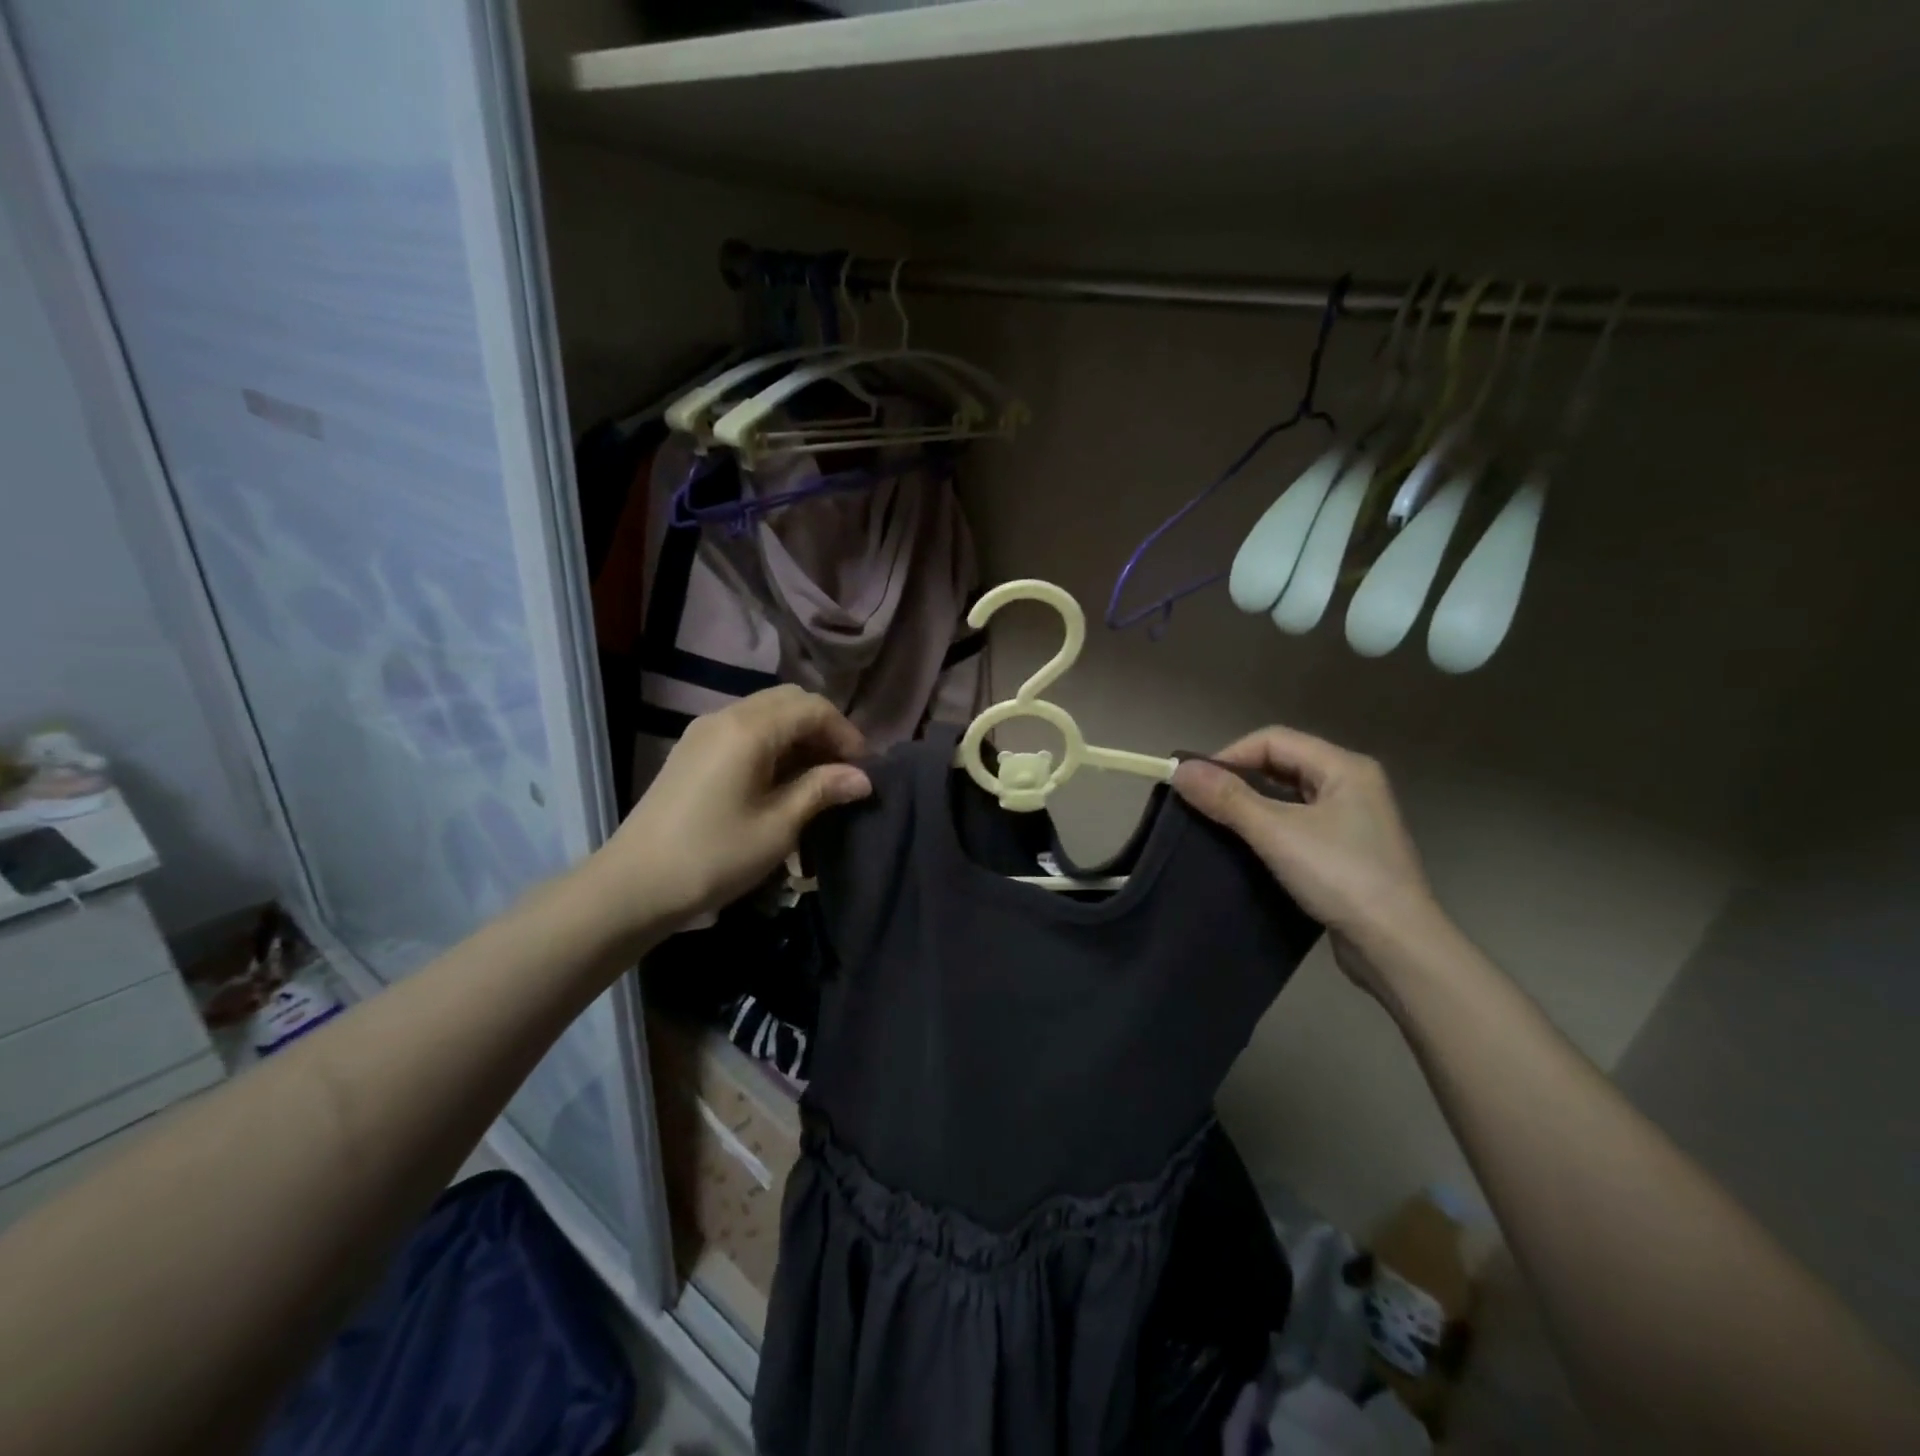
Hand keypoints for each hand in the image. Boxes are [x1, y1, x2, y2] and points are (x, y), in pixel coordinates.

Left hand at [582, 687, 870, 937]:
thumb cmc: (715, 856)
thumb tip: (863, 778)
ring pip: (766, 713)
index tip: (863, 771)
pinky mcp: (693, 749)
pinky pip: (744, 729)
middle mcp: (726, 716)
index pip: (813, 708)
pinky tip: (780, 780)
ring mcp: (704, 731)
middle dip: (823, 729)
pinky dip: (772, 743)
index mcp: (749, 729)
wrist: (634, 885)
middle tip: (841, 771)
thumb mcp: (779, 826)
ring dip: (798, 736)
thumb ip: (822, 790)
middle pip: (790, 701)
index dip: (846, 734)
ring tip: (816, 778)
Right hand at [1172, 726, 1440, 989]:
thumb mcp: (1277, 833)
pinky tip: (1249, 849)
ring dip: (1252, 805)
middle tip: (1202, 804)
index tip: (1195, 784)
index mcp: (1344, 767)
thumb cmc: (1341, 876)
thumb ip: (1227, 798)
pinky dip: (1270, 828)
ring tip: (1218, 825)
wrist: (1397, 946)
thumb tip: (1179, 770)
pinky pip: (1299, 824)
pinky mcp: (1348, 850)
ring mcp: (1353, 819)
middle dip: (1239, 779)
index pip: (1273, 740)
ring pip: (1289, 796)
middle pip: (1282, 764)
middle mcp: (1352, 784)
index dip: (1230, 755)